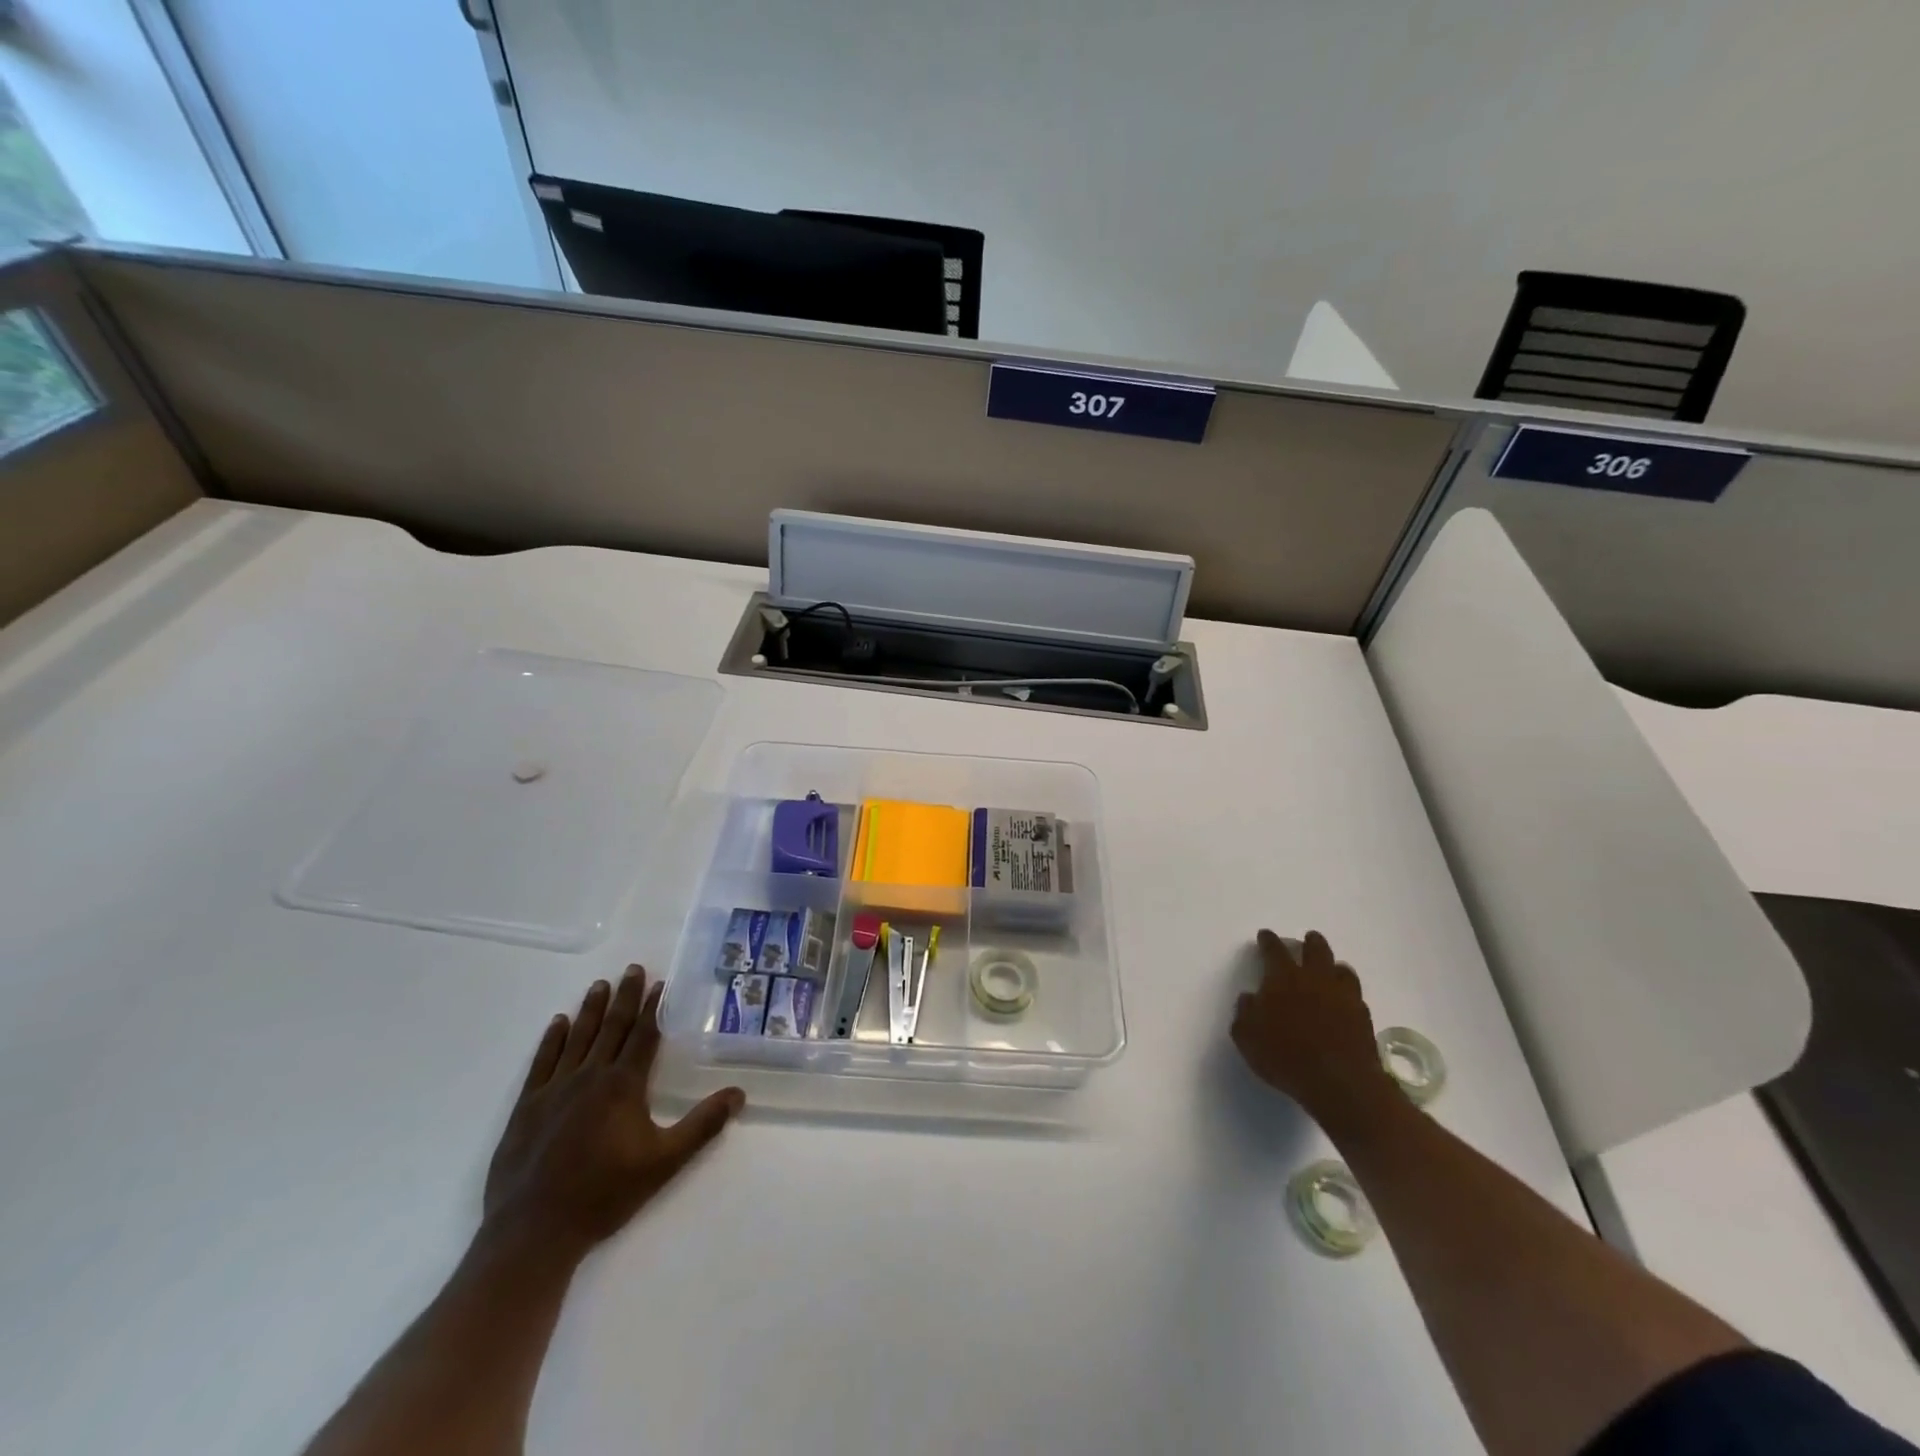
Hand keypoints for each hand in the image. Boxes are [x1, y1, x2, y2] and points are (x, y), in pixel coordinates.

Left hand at [483, 967, 744, 1254]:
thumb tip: (738, 1093)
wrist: (533, 1231)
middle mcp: (590, 1076)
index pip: (643, 1036)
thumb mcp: (664, 1162)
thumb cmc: (604, 1194)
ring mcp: (554, 1089)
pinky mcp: (527, 1107)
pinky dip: (552, 1039)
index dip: (654, 1008)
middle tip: (632, 968)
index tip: (661, 983)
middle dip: (625, 997)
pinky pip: (542, 1062)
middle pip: (612, 1027)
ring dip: (591, 1009)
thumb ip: (702, 1125)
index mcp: (623, 1085)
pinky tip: (558, 1023)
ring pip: (578, 1038)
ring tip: (600, 985)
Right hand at [1231, 930, 1398, 1136]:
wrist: (1339, 1083)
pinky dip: (1348, 992)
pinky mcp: (1363, 1017)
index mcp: (1283, 978)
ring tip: (1330, 969)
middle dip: (1310, 942)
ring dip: (1333, 965)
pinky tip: (1344, 1001)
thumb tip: (1249, 998)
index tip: (1265, 935)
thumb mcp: (1247, 1037)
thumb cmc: (1285, 1056)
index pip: (1274, 950)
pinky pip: (1355, 994)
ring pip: (1342, 968)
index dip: (1268, 940)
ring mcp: (1344, 996)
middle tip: (1307, 940)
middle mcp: (1315, 979)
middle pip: (1316, 949)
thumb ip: (1245, 1013)